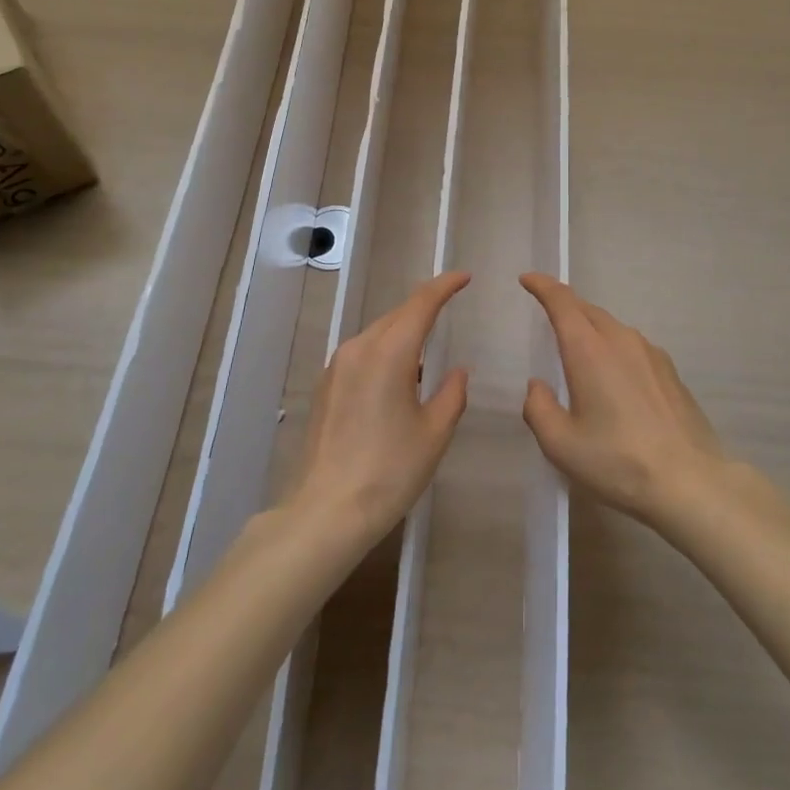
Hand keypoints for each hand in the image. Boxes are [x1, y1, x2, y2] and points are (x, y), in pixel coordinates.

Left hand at [293, 272, 471, 542]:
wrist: (326, 512)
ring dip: (403, 332)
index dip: (444, 287)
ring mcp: (336, 368)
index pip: (420, 305)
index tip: (464, 277)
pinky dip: (384, 352)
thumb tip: (456, 371)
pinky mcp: (325, 387)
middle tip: (450, 306)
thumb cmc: (389, 471)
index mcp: (389, 353)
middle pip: (396, 315)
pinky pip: (361, 354)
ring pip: (377, 334)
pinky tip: (397, 378)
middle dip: (424, 307)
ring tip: (427, 348)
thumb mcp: (434, 434)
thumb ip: (451, 394)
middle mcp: (359, 349)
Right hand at [519, 274, 730, 527]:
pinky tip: (614, 377)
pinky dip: (614, 348)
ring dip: (591, 328)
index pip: (562, 302)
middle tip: (547, 312)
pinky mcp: (669, 372)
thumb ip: (539, 409)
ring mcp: (651, 354)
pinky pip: (632, 346)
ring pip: (612, 327)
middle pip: (588, 310)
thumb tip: (538, 386)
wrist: (690, 481)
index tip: (528, 279)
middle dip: (565, 305)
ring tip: (578, 348)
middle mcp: (621, 341)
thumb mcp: (561, 444)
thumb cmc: (617, 461)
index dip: (543, 286)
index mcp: (589, 350)